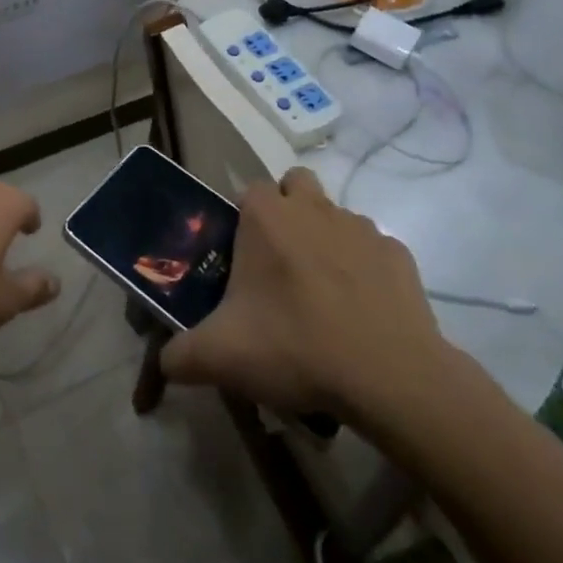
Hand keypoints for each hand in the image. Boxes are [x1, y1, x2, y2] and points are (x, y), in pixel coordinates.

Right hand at [161, 168, 451, 428]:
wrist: (390, 378)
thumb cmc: (295, 347)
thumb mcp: (220, 357)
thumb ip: (179, 355)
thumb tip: (164, 362)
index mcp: (266, 217)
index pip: (248, 190)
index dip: (243, 219)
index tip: (241, 260)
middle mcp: (313, 208)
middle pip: (295, 185)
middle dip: (288, 211)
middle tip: (279, 263)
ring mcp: (361, 227)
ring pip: (336, 216)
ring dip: (326, 241)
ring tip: (322, 296)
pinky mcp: (398, 255)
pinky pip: (374, 252)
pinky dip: (366, 271)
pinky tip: (362, 313)